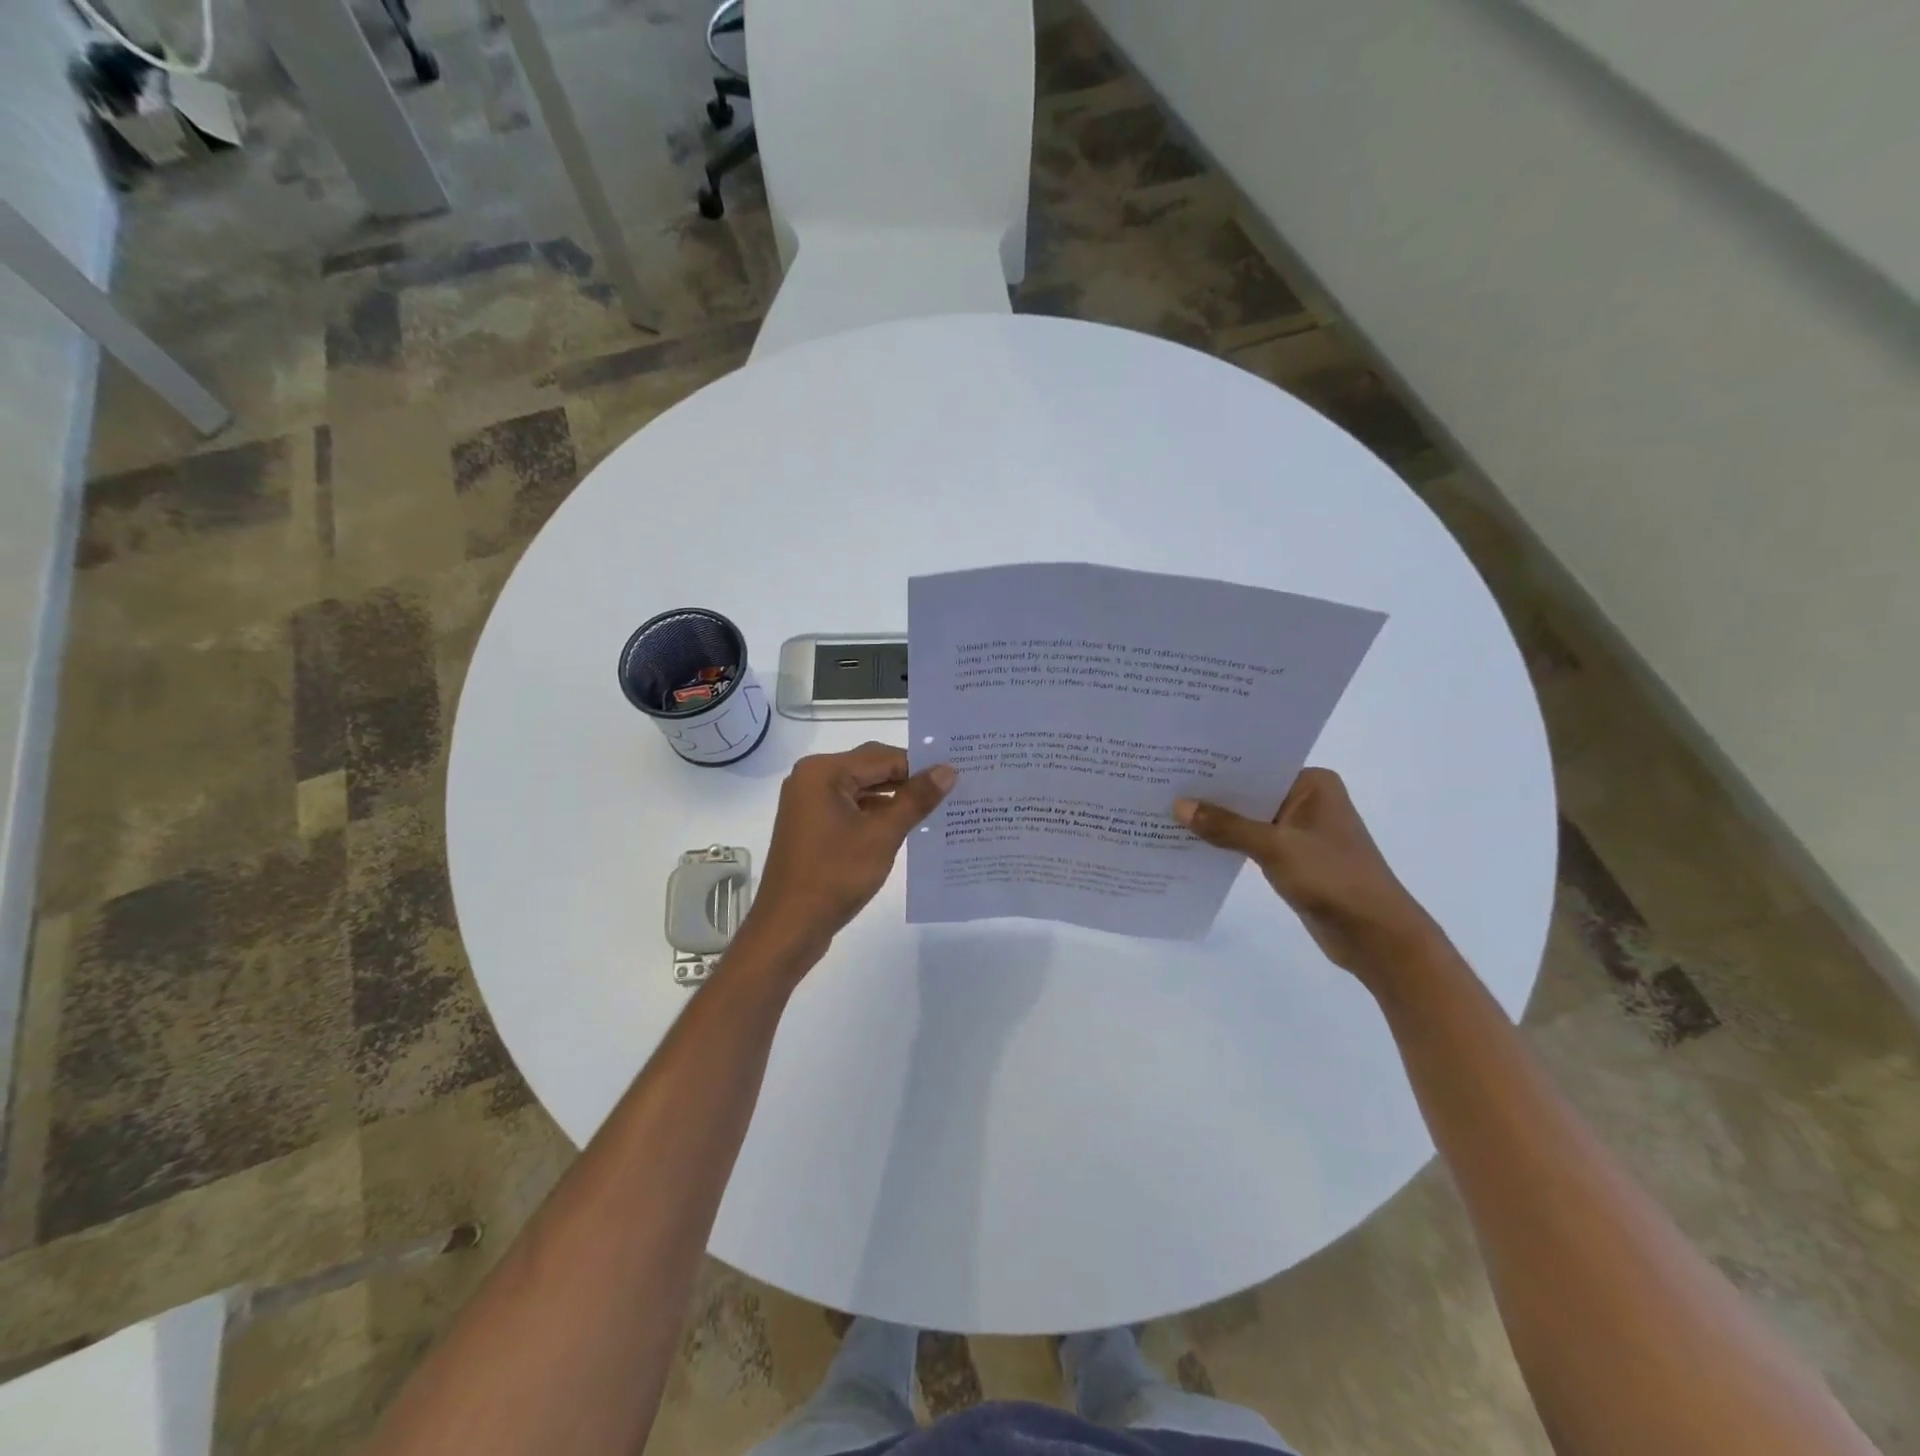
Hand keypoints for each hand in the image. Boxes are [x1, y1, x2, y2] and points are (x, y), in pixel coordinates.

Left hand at [748, 743, 955, 952]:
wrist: (789, 927)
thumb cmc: (834, 875)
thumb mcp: (882, 835)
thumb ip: (916, 799)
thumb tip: (948, 770)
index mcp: (823, 771)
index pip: (882, 757)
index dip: (919, 765)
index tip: (955, 775)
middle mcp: (811, 778)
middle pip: (870, 769)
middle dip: (907, 780)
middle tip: (951, 788)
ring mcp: (809, 803)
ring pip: (862, 790)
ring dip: (894, 798)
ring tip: (935, 808)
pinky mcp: (812, 826)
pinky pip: (851, 809)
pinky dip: (876, 815)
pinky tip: (905, 827)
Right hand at [1174, 768, 1440, 980]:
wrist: (1377, 937)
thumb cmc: (1334, 879)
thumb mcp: (1276, 848)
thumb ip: (1226, 827)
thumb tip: (1178, 806)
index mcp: (1313, 784)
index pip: (1256, 766)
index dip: (1216, 766)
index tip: (1176, 761)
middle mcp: (1307, 800)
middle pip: (1249, 792)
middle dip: (1211, 794)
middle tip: (1162, 784)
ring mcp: (1299, 831)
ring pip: (1247, 819)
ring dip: (1216, 821)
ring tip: (1166, 811)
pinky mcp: (1292, 859)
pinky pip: (1251, 842)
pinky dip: (1227, 843)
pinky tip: (1191, 842)